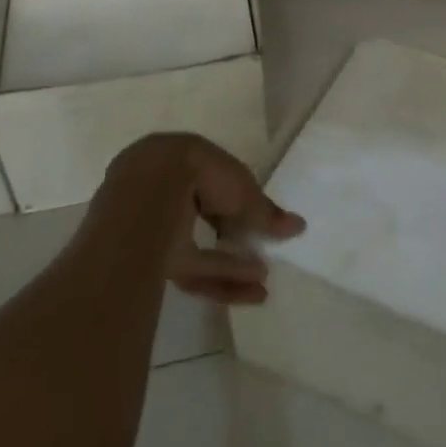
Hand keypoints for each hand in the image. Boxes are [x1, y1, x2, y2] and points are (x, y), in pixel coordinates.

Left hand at [104, 133, 305, 305]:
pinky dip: (220, 276)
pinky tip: (253, 288)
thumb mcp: (242, 190)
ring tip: (265, 276)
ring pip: (194, 246)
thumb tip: (299, 226)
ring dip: (231, 263)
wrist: (148, 198)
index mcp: (179, 157)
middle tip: (258, 250)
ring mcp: (149, 226)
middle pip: (200, 215)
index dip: (234, 198)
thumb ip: (266, 212)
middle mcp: (160, 190)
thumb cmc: (199, 174)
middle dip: (230, 234)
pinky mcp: (146, 260)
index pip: (210, 179)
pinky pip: (189, 268)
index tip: (255, 215)